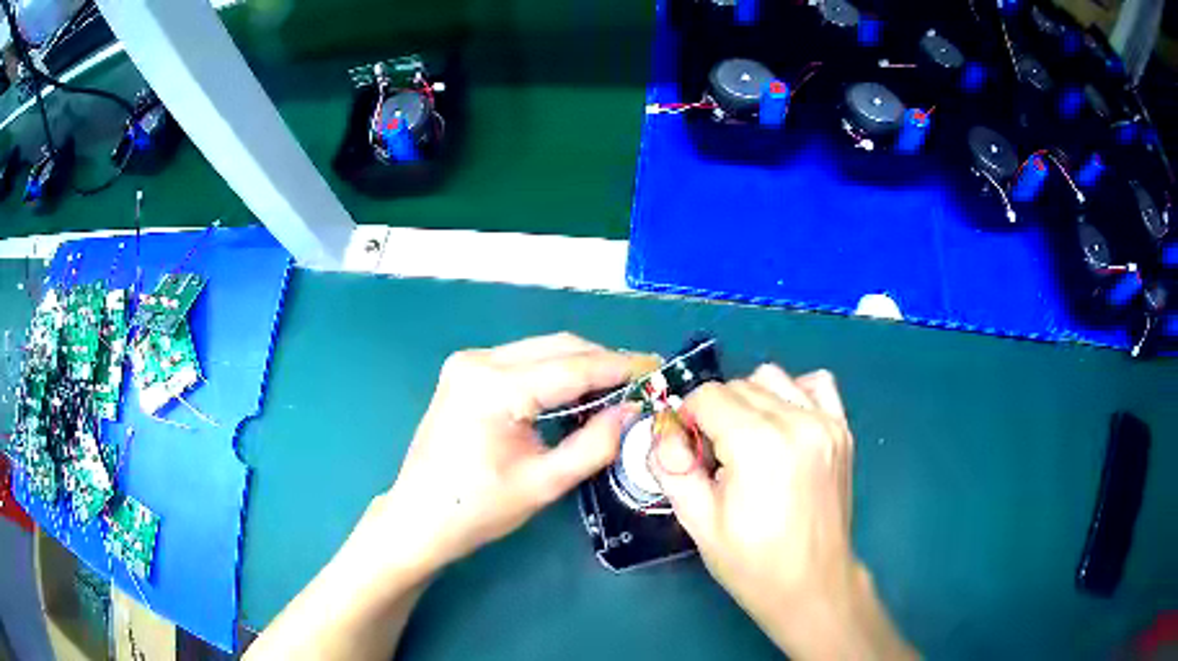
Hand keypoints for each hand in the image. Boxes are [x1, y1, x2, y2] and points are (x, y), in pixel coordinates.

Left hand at [360, 333, 653, 581]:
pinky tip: (576, 395)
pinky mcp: (466, 372)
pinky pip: (523, 361)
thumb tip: (634, 411)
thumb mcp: (545, 483)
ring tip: (616, 391)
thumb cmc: (478, 509)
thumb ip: (596, 444)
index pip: (574, 367)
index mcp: (494, 387)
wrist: (419, 517)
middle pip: (558, 347)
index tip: (659, 370)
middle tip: (641, 384)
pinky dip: (555, 373)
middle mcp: (479, 361)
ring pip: (542, 350)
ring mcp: (468, 363)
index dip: (621, 368)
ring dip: (581, 367)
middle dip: (604, 363)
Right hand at [652, 365, 914, 659]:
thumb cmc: (752, 562)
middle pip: (738, 385)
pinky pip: (816, 384)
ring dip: (750, 402)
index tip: (686, 451)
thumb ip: (672, 467)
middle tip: (714, 458)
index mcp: (758, 444)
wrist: (812, 584)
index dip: (686, 419)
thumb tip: (663, 431)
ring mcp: (825, 422)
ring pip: (772, 378)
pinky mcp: (842, 430)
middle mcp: (796, 421)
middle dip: (714, 414)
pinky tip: (783, 426)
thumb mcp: (698, 522)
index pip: (708, 396)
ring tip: (748, 443)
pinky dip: (793, 394)